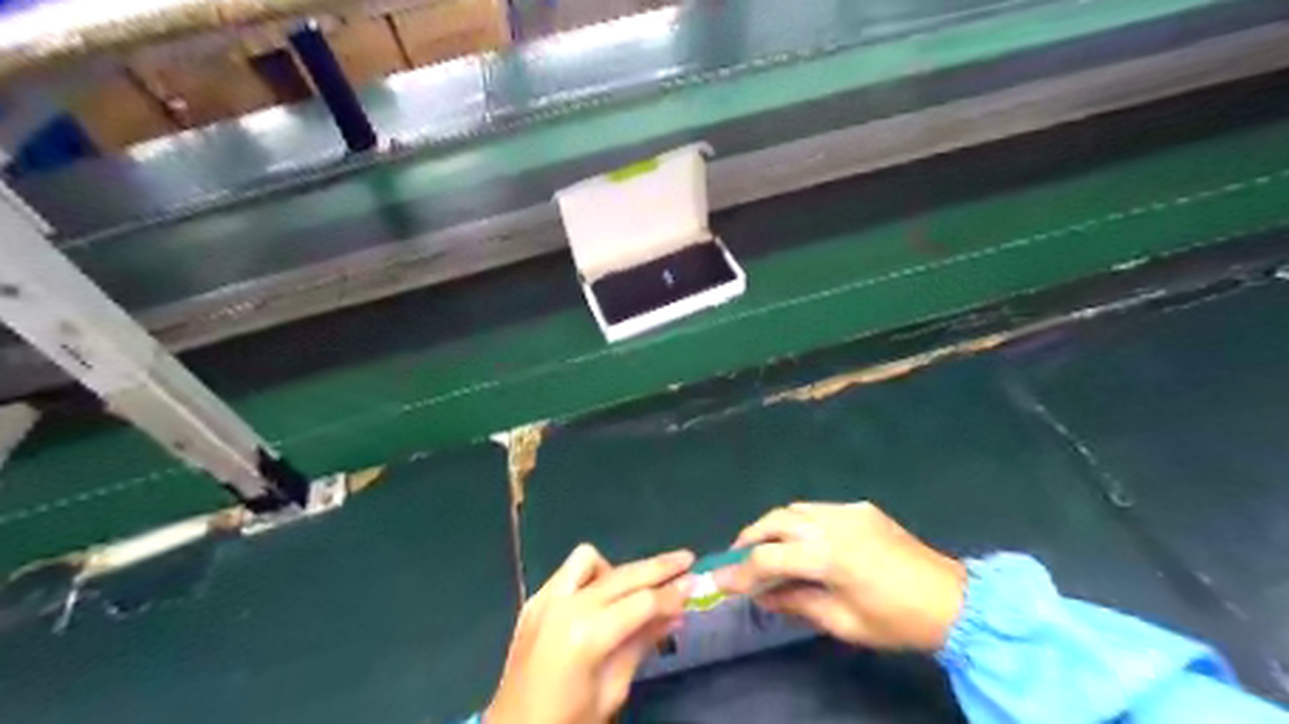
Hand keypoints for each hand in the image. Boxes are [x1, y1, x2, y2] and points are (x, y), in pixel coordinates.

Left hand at [485, 542, 695, 722]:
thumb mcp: (612, 691)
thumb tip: (676, 615)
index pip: (642, 603)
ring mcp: (544, 600)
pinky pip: (567, 573)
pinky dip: (590, 577)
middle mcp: (565, 606)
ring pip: (589, 559)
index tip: (697, 584)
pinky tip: (601, 599)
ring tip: (634, 590)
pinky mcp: (533, 601)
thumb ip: (641, 644)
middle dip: (659, 566)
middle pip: (623, 574)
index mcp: (586, 636)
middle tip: (687, 560)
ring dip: (617, 569)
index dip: (673, 594)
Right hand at [715, 503, 965, 648]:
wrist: (953, 600)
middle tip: (737, 557)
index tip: (719, 581)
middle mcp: (831, 524)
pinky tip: (801, 539)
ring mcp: (846, 511)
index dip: (739, 572)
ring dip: (772, 525)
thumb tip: (764, 597)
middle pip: (774, 521)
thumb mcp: (842, 623)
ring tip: (763, 546)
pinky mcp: (860, 508)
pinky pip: (818, 509)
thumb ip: (797, 604)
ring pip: (794, 508)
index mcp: (827, 557)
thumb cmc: (896, 621)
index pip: (767, 559)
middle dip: (749, 538)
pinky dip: (799, 520)